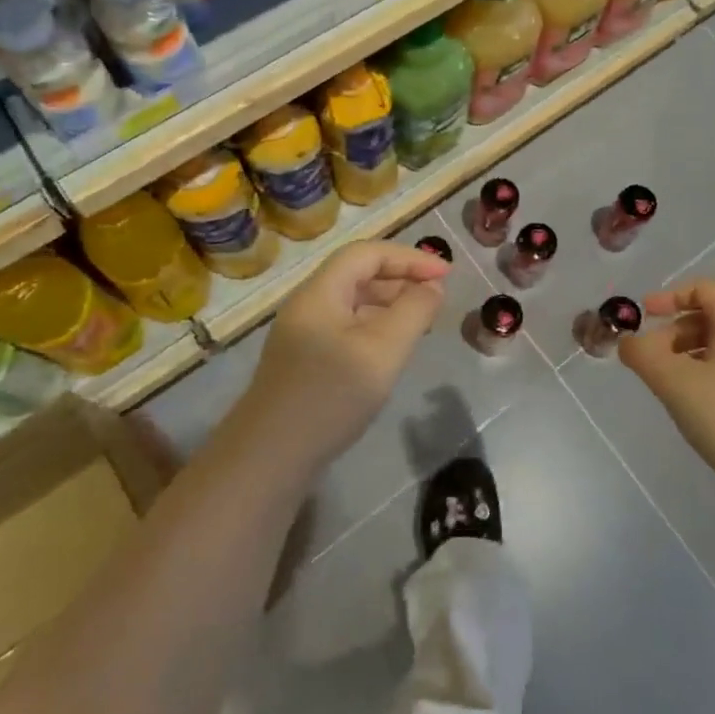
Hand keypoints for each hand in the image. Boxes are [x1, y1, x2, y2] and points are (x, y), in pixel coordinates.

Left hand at [240, 240, 448, 470]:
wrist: (268, 460)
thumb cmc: (329, 397)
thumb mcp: (382, 351)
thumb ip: (413, 312)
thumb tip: (432, 287)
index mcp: (320, 292)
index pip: (367, 253)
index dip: (409, 257)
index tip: (446, 273)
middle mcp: (308, 305)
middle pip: (358, 273)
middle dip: (401, 278)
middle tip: (437, 296)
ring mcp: (303, 334)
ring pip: (353, 302)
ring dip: (390, 303)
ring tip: (422, 320)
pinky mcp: (305, 361)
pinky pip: (346, 327)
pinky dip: (376, 326)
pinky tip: (392, 349)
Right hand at [617, 280, 714, 504]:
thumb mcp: (674, 383)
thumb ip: (643, 355)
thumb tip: (627, 342)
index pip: (707, 289)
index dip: (672, 295)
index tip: (645, 315)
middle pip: (712, 315)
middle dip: (675, 329)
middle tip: (651, 355)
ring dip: (687, 352)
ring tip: (666, 381)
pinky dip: (703, 370)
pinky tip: (691, 401)